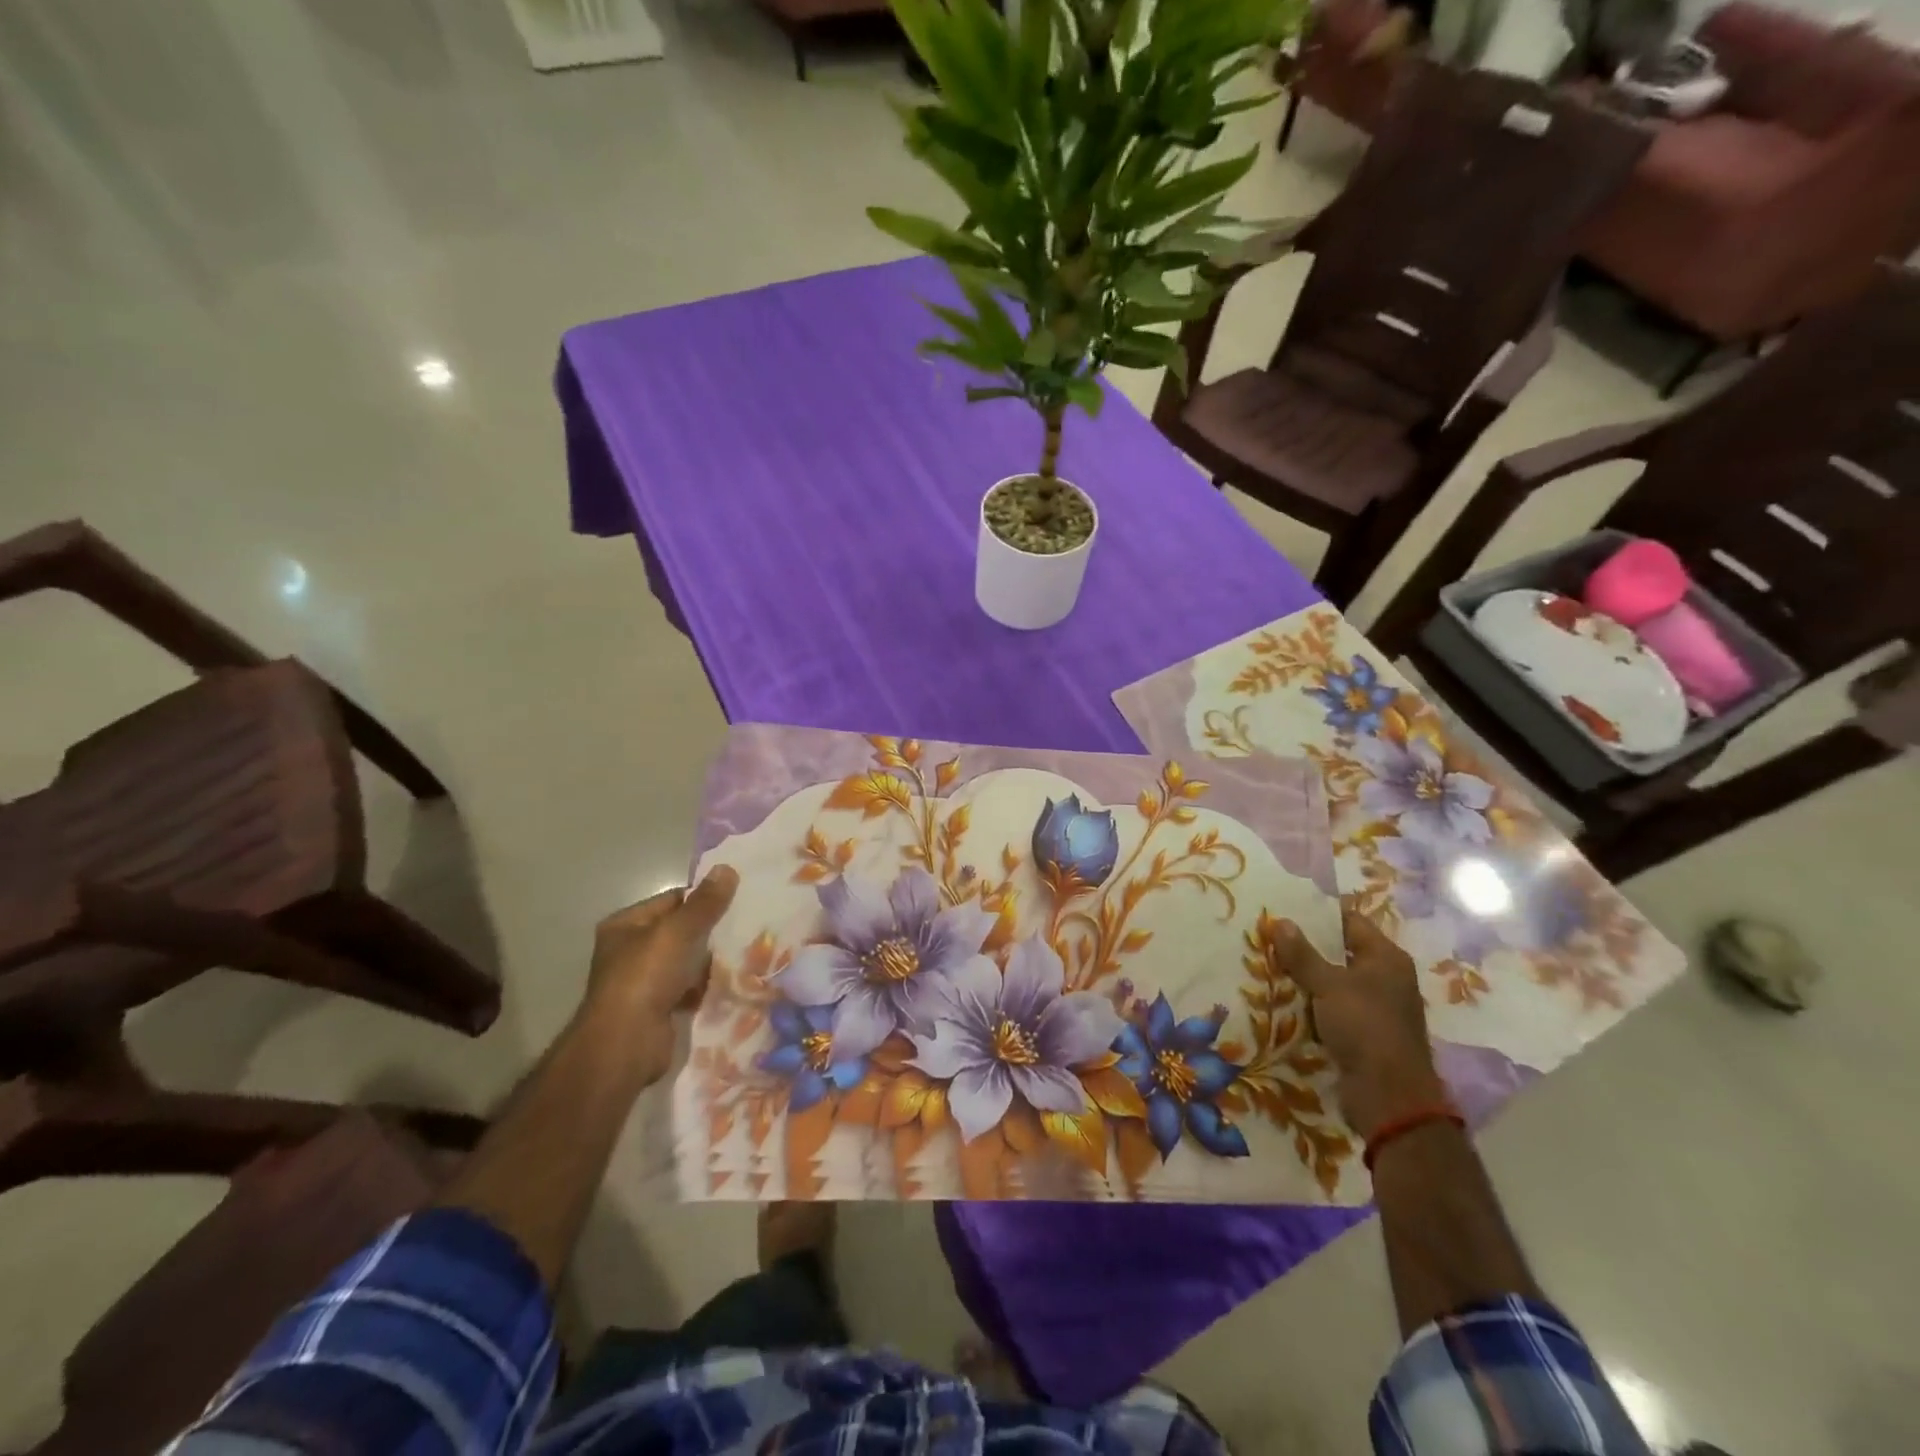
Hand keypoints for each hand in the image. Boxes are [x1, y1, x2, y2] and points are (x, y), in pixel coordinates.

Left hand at [584, 865, 738, 1077]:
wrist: (625, 1044)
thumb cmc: (646, 977)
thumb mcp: (678, 931)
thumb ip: (705, 903)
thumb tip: (727, 868)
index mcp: (625, 925)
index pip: (671, 900)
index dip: (702, 899)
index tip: (737, 900)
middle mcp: (629, 950)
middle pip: (679, 931)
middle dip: (710, 932)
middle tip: (747, 926)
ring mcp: (641, 982)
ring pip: (685, 961)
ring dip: (710, 961)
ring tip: (746, 953)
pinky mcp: (656, 1009)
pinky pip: (687, 989)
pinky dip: (705, 987)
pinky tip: (731, 983)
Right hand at [1271, 905, 1446, 1140]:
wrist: (1388, 1096)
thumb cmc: (1364, 1027)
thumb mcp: (1329, 985)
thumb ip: (1303, 954)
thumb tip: (1280, 921)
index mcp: (1386, 958)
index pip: (1350, 921)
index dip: (1318, 914)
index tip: (1284, 909)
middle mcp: (1386, 977)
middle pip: (1340, 951)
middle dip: (1306, 947)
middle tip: (1268, 936)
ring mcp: (1376, 1007)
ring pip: (1333, 981)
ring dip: (1306, 977)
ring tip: (1267, 964)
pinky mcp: (1364, 1032)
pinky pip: (1332, 1007)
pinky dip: (1312, 1003)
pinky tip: (1283, 999)